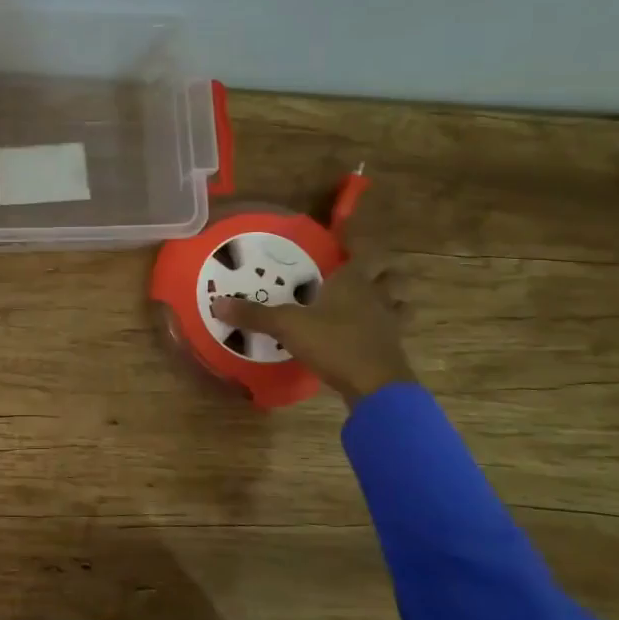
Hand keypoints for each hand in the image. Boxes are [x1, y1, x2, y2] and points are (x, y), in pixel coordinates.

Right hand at [214, 220, 414, 409]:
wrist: (376, 386)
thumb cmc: (334, 343)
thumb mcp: (287, 326)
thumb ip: (255, 315)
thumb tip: (218, 303)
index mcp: (353, 281)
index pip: (362, 249)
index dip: (356, 239)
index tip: (344, 233)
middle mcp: (376, 295)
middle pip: (390, 274)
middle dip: (380, 269)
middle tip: (360, 270)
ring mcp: (389, 322)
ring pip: (400, 300)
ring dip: (391, 297)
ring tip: (373, 299)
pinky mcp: (393, 347)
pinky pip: (395, 329)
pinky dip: (387, 327)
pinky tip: (370, 333)